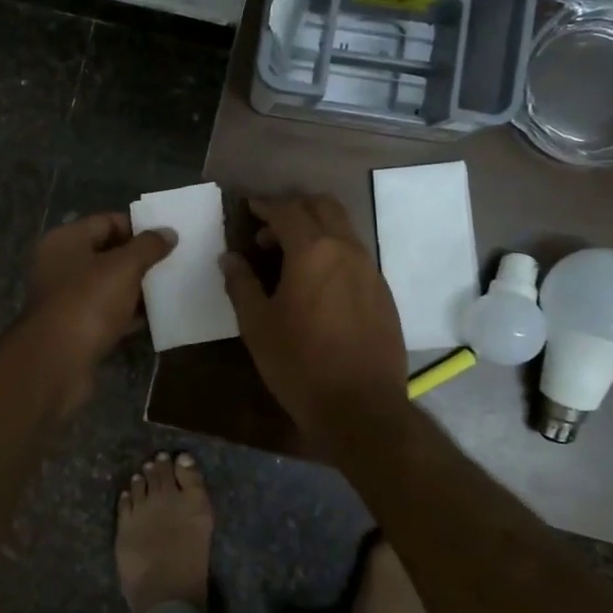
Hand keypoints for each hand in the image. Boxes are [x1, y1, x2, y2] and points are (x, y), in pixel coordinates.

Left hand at [25, 212, 176, 371]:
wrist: (57, 362)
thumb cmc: (88, 302)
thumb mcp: (123, 267)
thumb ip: (148, 247)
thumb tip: (168, 232)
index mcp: (65, 241)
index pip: (106, 221)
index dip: (138, 227)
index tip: (168, 236)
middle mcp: (61, 265)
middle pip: (107, 254)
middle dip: (140, 258)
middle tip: (174, 261)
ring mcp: (67, 299)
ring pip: (109, 285)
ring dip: (137, 287)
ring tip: (171, 286)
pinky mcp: (76, 328)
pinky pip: (108, 313)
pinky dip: (129, 314)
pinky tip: (156, 316)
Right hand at [220, 194, 407, 442]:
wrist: (361, 407)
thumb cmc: (299, 363)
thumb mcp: (257, 325)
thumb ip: (241, 284)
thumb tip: (230, 258)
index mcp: (313, 251)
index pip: (287, 210)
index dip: (264, 206)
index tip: (248, 209)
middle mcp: (347, 250)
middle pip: (323, 206)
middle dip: (294, 209)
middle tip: (268, 232)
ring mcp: (371, 271)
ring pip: (343, 230)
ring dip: (315, 231)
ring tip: (290, 260)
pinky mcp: (383, 293)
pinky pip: (355, 256)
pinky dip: (333, 254)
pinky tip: (318, 286)